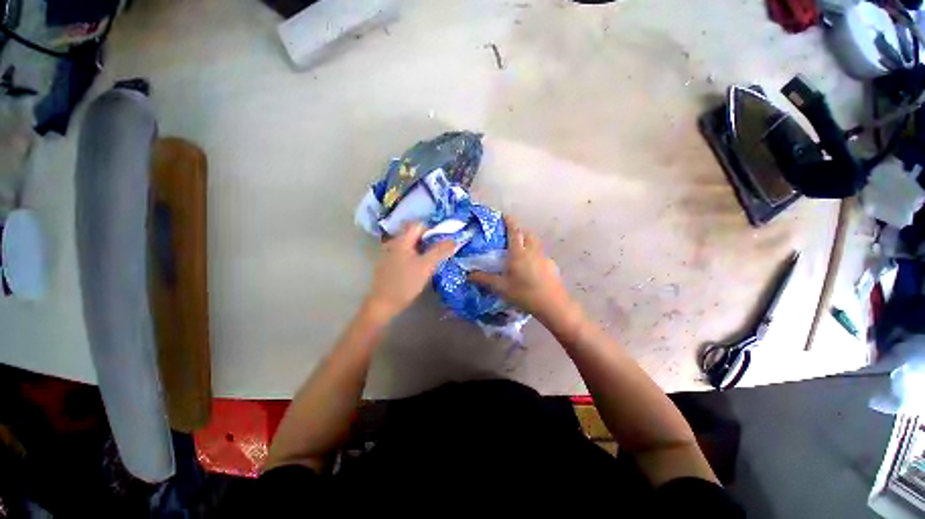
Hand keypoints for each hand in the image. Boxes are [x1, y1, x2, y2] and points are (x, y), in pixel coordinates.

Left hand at [364, 222, 455, 320]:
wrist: (384, 303)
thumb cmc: (406, 283)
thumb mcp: (426, 266)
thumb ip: (440, 251)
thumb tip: (454, 240)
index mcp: (402, 240)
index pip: (419, 225)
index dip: (432, 230)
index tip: (442, 242)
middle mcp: (394, 243)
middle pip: (414, 234)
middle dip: (429, 240)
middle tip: (440, 251)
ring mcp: (390, 253)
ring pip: (410, 245)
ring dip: (423, 249)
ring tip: (433, 259)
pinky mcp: (389, 264)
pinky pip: (405, 253)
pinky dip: (415, 256)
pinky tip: (420, 267)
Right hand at [468, 215, 575, 322]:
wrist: (552, 305)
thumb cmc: (524, 293)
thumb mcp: (501, 287)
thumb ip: (484, 279)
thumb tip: (468, 275)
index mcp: (519, 252)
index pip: (514, 231)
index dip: (509, 221)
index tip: (504, 215)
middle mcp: (533, 251)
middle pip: (527, 234)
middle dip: (519, 231)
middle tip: (510, 236)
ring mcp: (544, 257)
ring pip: (536, 243)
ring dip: (528, 241)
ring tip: (520, 250)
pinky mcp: (551, 266)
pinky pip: (541, 254)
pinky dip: (535, 254)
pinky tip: (531, 267)